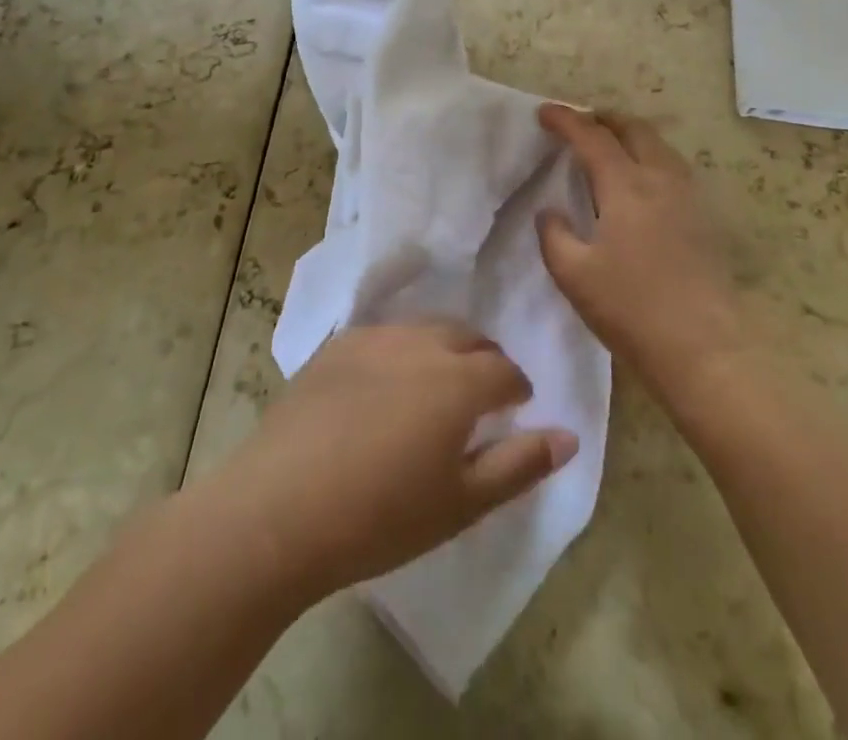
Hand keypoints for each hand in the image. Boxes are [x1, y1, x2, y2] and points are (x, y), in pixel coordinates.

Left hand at [218, 322, 577, 601]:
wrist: (279, 508)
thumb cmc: (380, 516)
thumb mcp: (462, 503)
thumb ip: (520, 464)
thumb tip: (569, 436)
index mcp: (458, 380)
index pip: (504, 370)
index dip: (516, 388)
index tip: (515, 408)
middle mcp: (420, 344)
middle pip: (466, 337)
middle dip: (482, 360)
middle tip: (480, 396)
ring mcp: (373, 339)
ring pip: (424, 331)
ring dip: (442, 351)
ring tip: (434, 389)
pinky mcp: (334, 346)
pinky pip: (384, 337)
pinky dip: (400, 353)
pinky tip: (384, 388)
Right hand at [536, 104, 744, 396]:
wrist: (706, 350)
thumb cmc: (632, 310)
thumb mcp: (574, 275)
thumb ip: (554, 235)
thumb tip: (550, 212)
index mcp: (626, 186)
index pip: (591, 137)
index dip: (565, 120)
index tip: (544, 112)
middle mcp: (661, 179)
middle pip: (633, 129)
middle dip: (603, 119)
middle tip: (579, 125)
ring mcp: (688, 197)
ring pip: (658, 146)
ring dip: (630, 136)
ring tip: (609, 147)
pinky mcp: (704, 218)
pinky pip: (673, 168)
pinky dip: (649, 157)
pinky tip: (640, 183)